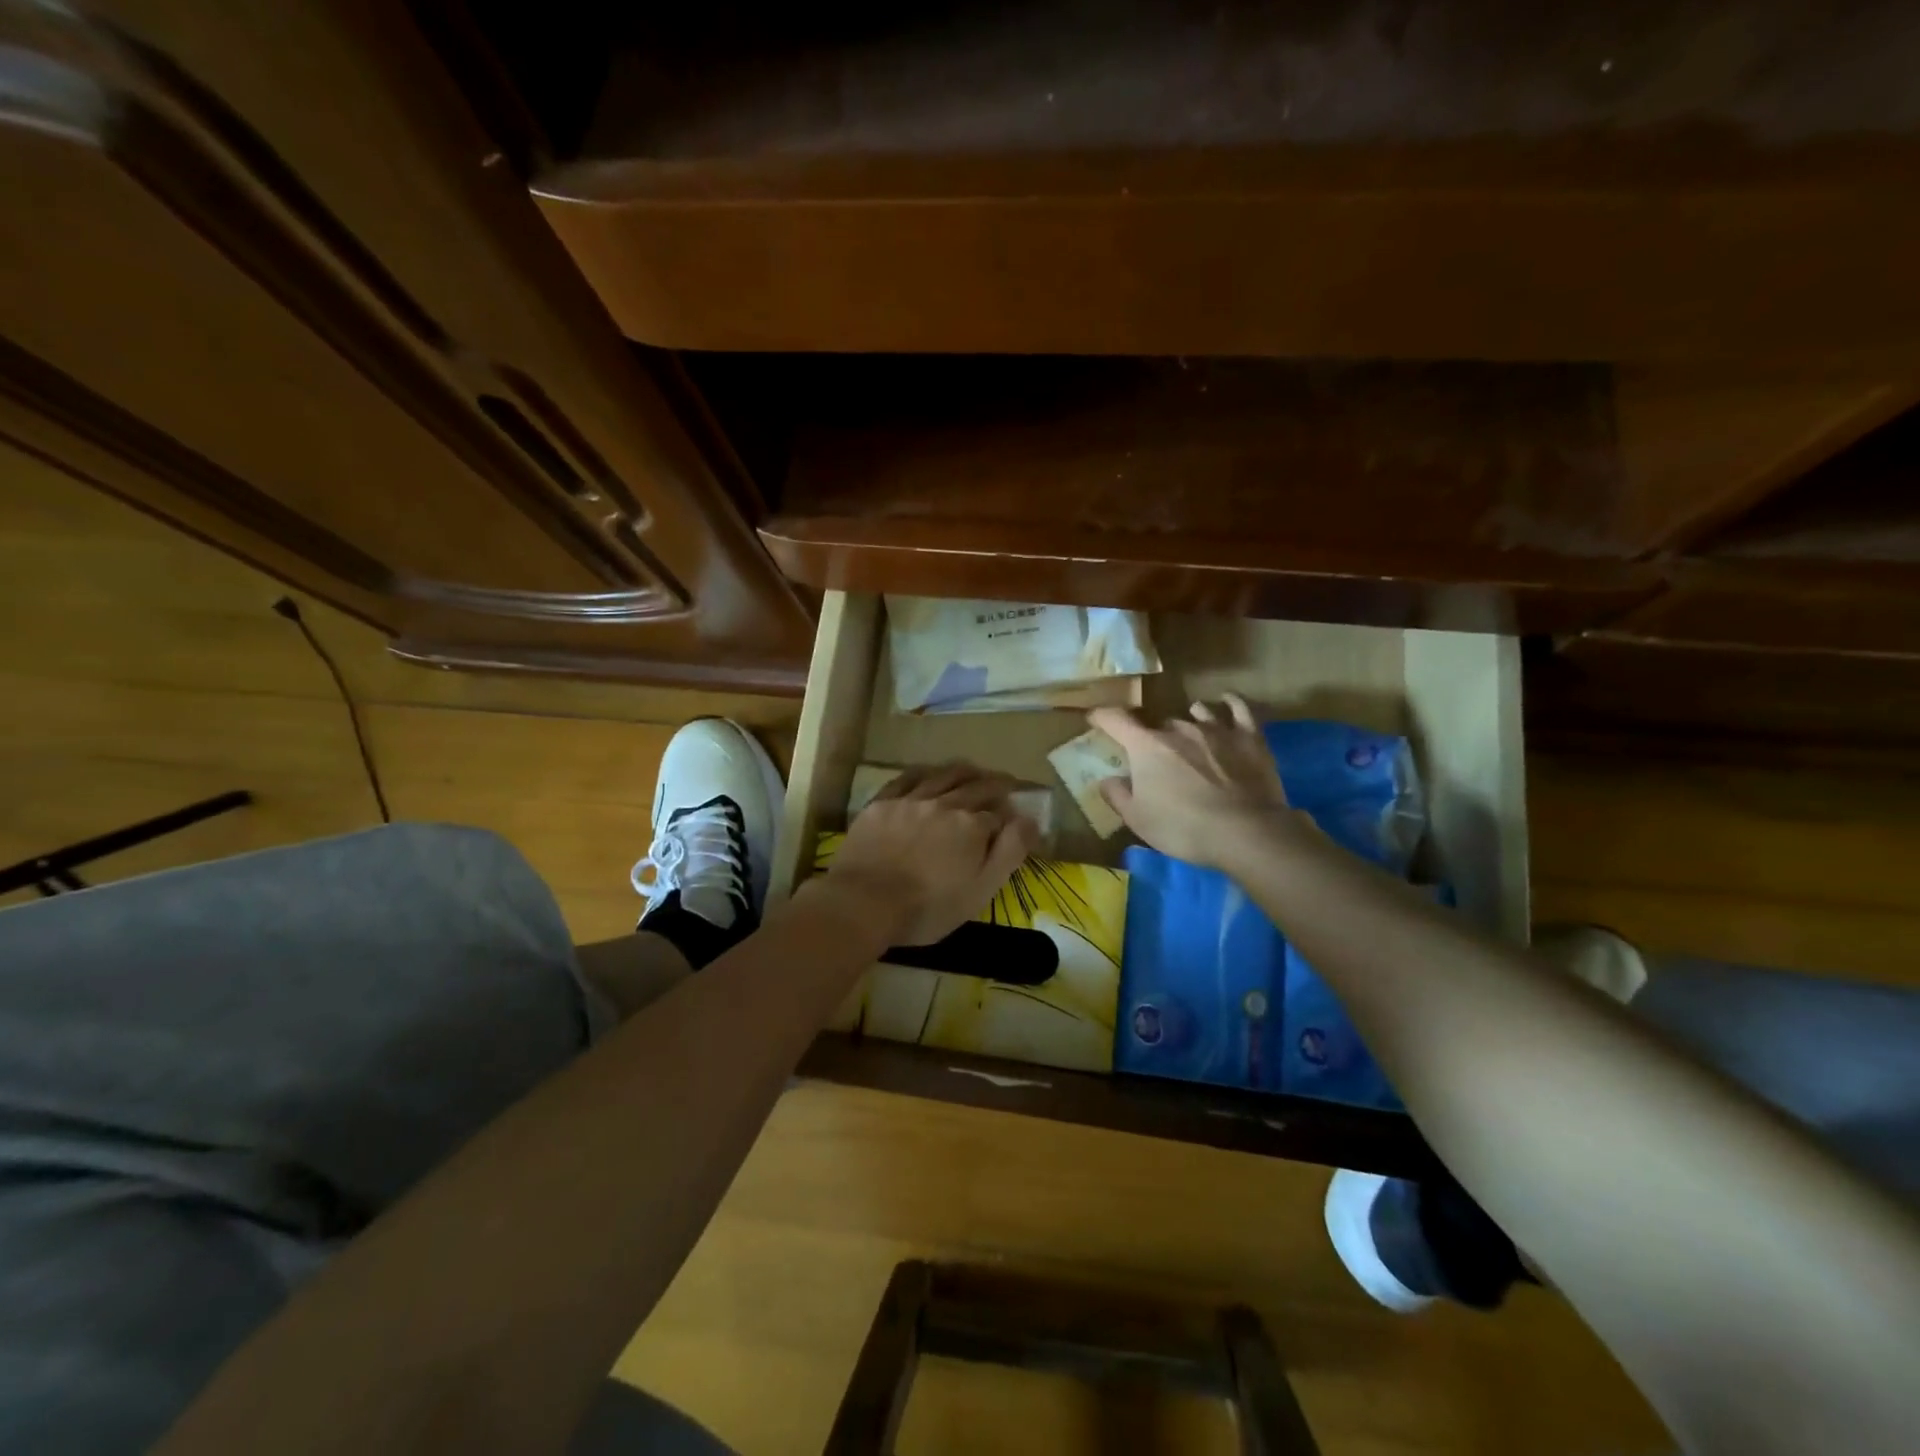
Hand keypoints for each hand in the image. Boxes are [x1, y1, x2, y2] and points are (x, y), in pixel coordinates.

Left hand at [822, 763, 1038, 944]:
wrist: (864, 902)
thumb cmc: (928, 907)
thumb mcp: (981, 890)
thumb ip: (1009, 852)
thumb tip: (1030, 820)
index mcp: (972, 826)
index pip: (998, 814)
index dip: (1009, 816)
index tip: (1014, 818)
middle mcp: (945, 804)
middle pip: (975, 787)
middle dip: (994, 784)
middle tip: (1005, 782)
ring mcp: (911, 800)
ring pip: (943, 775)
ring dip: (963, 771)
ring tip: (973, 770)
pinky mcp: (882, 803)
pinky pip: (907, 778)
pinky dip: (924, 773)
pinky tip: (928, 773)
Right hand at [1089, 694, 1301, 869]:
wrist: (1244, 832)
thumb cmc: (1182, 827)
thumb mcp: (1138, 820)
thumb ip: (1117, 795)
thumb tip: (1106, 779)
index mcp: (1147, 746)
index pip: (1116, 720)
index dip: (1102, 716)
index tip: (1094, 718)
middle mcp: (1179, 729)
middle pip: (1159, 723)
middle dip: (1153, 735)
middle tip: (1155, 755)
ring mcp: (1216, 729)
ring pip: (1196, 712)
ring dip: (1188, 719)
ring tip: (1188, 728)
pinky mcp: (1249, 737)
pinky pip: (1239, 709)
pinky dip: (1230, 703)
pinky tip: (1226, 701)